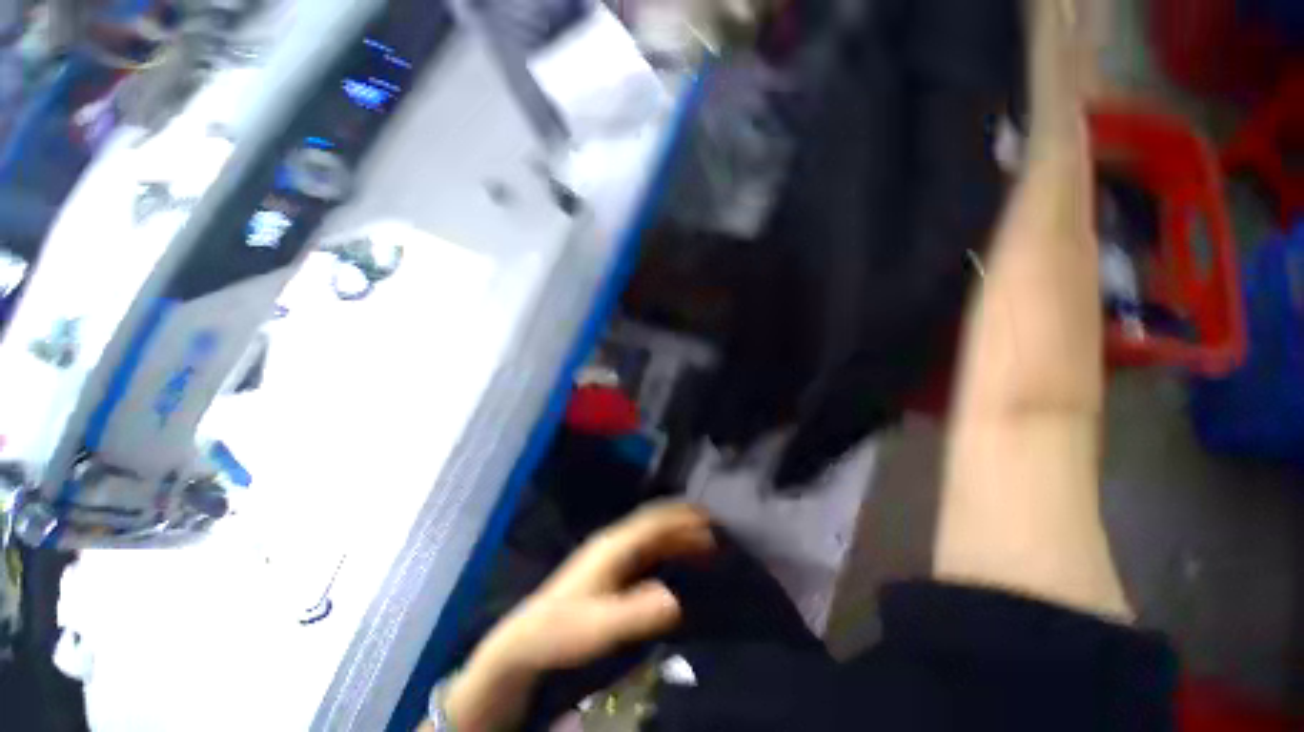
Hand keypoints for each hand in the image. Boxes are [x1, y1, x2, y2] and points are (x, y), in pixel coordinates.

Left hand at [441, 502, 715, 731]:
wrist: (529, 639)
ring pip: (651, 534)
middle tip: (713, 525)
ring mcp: (611, 553)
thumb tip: (676, 599)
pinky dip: (666, 547)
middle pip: (654, 522)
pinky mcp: (611, 567)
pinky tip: (676, 556)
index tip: (708, 516)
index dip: (681, 517)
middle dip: (683, 520)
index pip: (653, 522)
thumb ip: (637, 613)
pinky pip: (645, 548)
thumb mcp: (601, 627)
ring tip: (703, 540)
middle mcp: (614, 541)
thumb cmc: (564, 630)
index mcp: (613, 546)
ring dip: (676, 533)